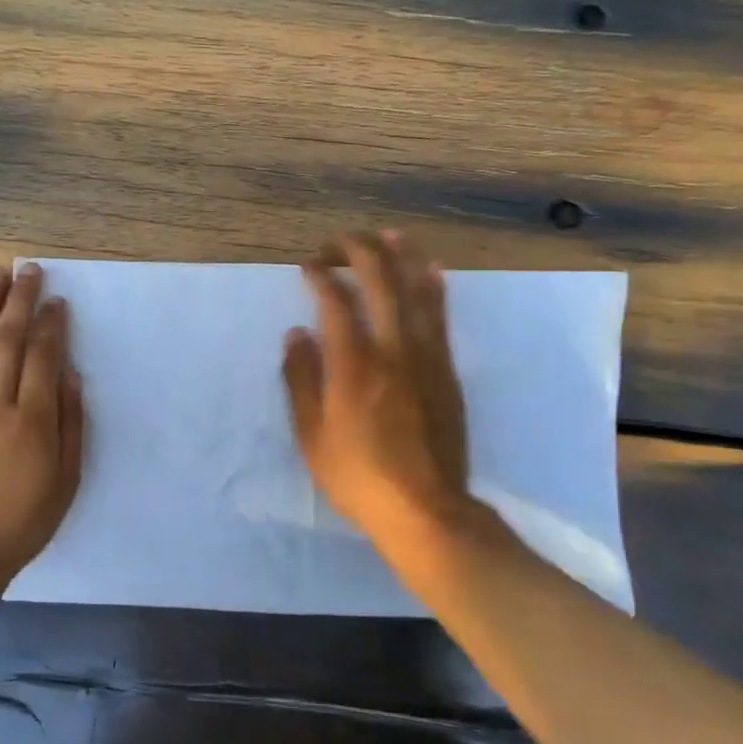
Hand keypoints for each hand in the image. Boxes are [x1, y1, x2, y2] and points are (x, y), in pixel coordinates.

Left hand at [0, 263, 84, 584]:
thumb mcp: (67, 479)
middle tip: (28, 269)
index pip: (44, 358)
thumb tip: (70, 374)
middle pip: (7, 341)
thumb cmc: (23, 520)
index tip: (58, 300)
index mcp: (32, 422)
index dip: (52, 325)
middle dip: (20, 301)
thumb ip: (71, 423)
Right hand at [282, 230, 471, 560]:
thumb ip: (301, 380)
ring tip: (387, 234)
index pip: (336, 301)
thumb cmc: (359, 477)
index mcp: (353, 364)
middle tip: (339, 244)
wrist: (427, 509)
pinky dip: (433, 284)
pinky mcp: (446, 367)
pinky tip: (428, 268)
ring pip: (416, 288)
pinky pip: (441, 314)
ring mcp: (426, 355)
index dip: (320, 275)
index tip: (308, 267)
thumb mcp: (312, 436)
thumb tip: (296, 333)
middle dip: (358, 251)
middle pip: (380, 280)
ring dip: (400, 255)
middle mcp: (392, 348)